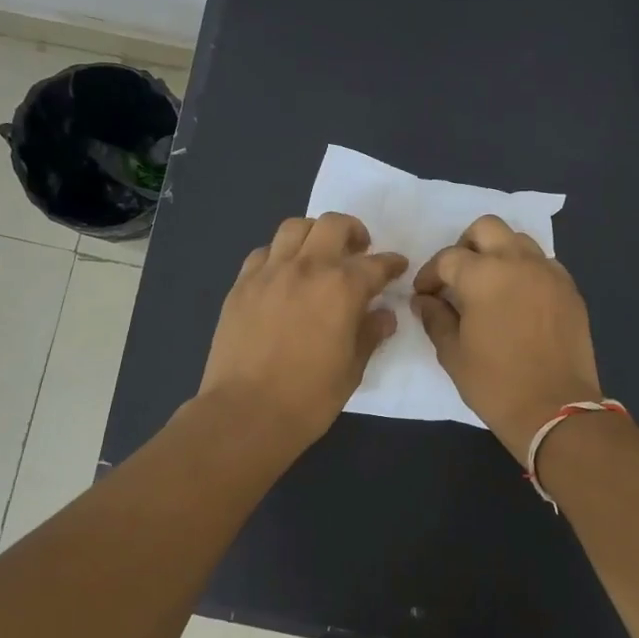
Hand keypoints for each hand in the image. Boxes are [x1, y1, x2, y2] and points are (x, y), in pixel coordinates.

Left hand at [200, 213, 406, 450]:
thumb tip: (383, 315)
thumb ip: (370, 334)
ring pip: (294, 228)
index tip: (397, 267)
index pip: (376, 264)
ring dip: (314, 234)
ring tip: (318, 255)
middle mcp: (307, 268)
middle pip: (333, 225)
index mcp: (342, 288)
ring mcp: (269, 273)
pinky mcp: (241, 285)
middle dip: (353, 232)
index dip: (392, 264)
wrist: (246, 413)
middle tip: (358, 251)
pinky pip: (263, 253)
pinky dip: (279, 255)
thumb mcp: (352, 369)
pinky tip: (283, 276)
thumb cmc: (309, 398)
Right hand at [412, 215, 603, 459]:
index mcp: (483, 275)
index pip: (448, 258)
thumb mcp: (453, 354)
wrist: (556, 409)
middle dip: (465, 246)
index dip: (430, 275)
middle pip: (487, 228)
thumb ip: (436, 318)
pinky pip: (543, 263)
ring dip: (498, 253)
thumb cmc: (496, 384)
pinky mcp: (569, 289)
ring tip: (489, 284)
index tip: (424, 295)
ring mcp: (549, 272)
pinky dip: (525, 270)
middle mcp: (518, 262)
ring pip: (519, 240)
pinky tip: (518, 299)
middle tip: (457, 276)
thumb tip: (425, 300)